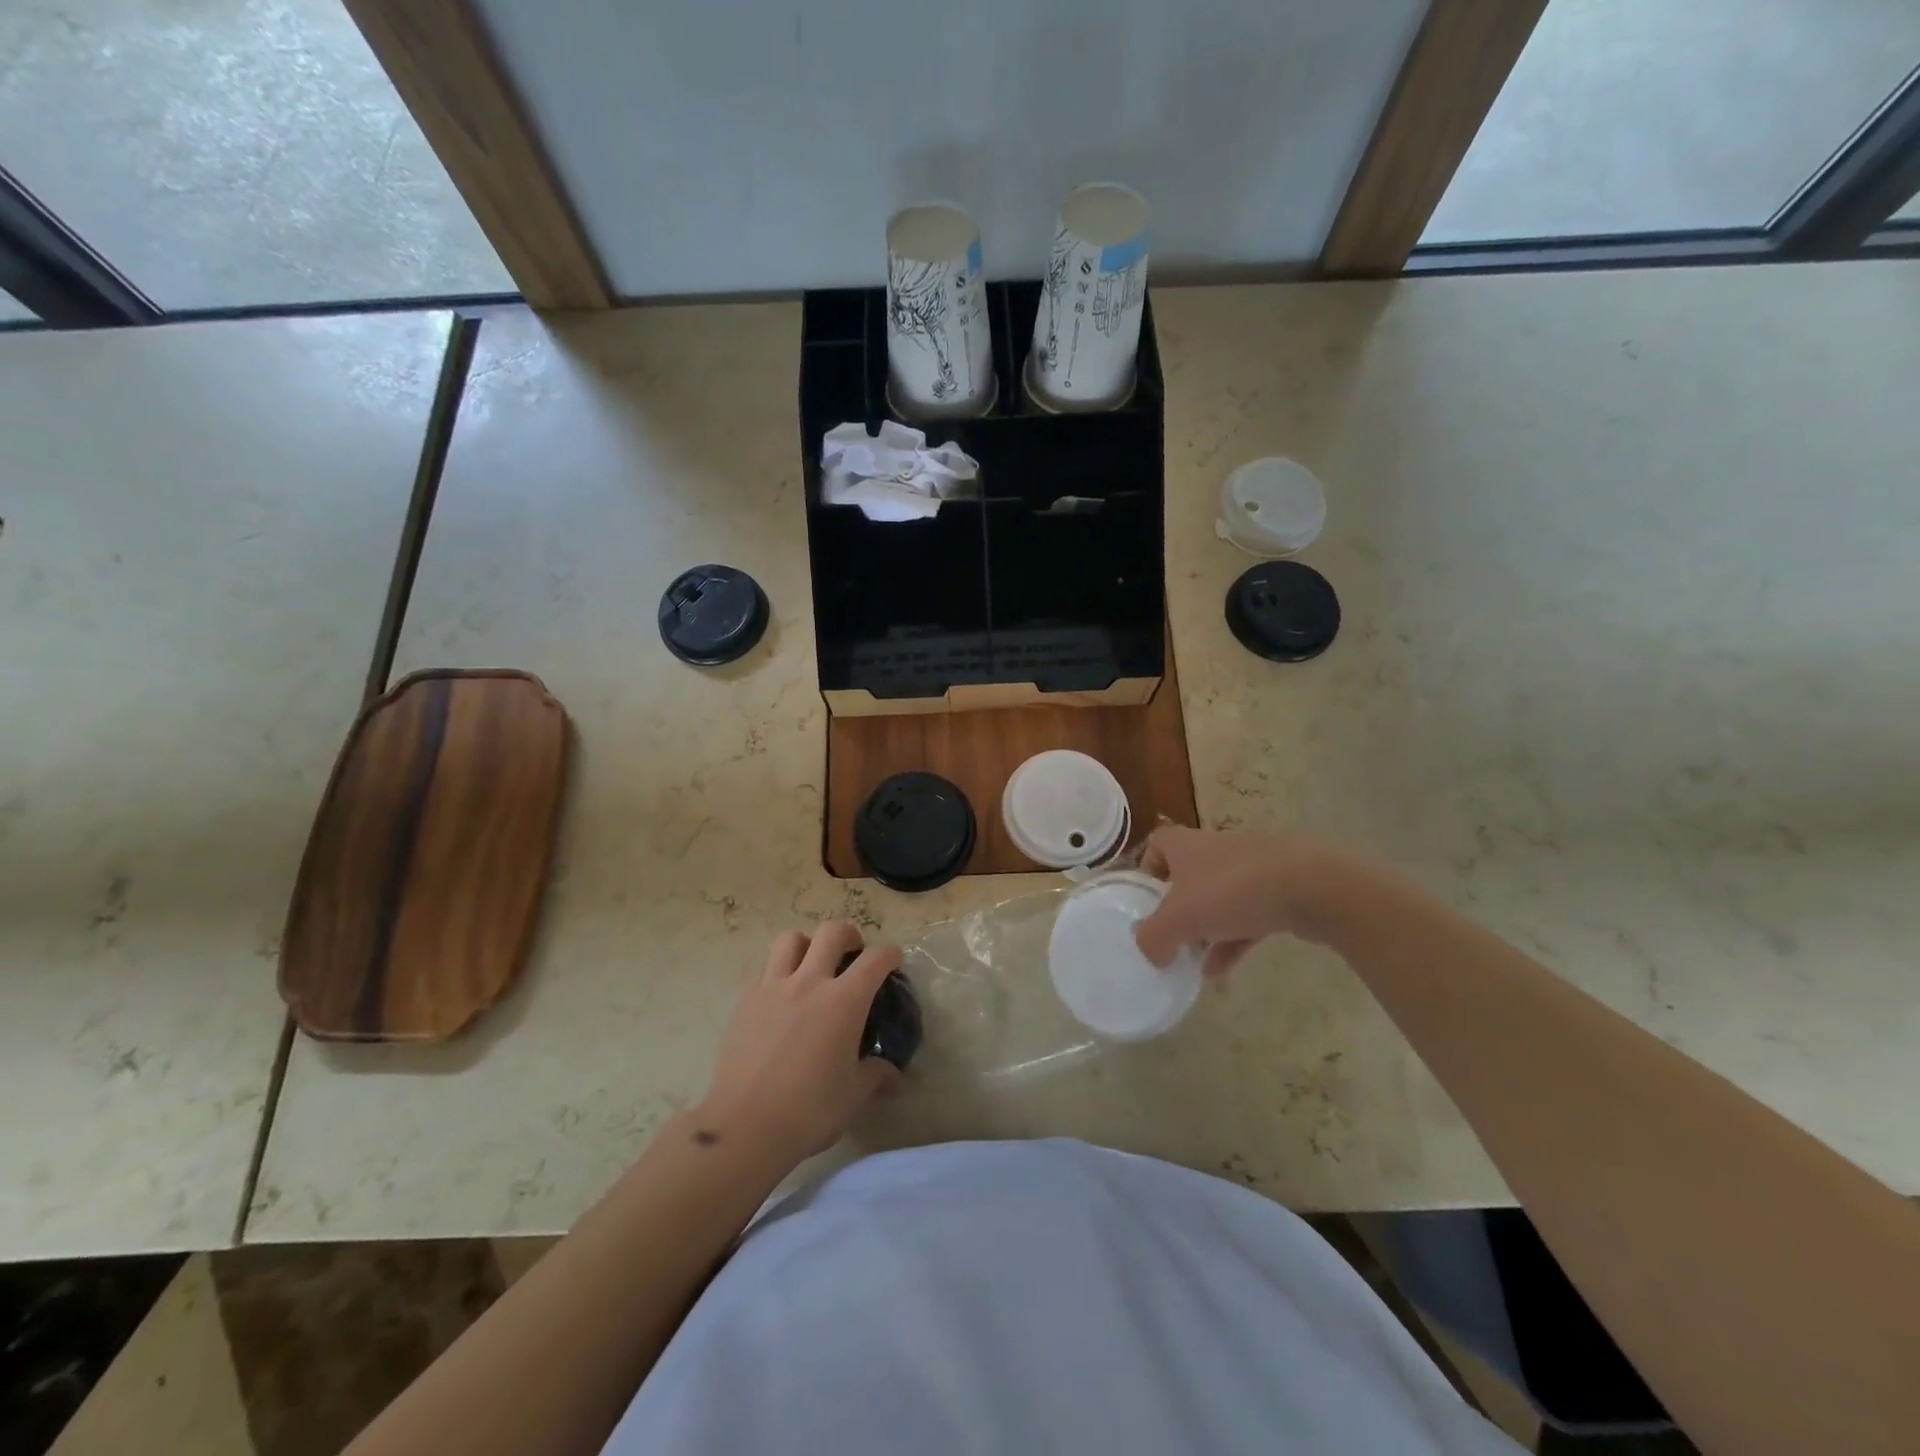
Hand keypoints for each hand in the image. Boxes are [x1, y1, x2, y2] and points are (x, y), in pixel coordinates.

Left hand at [698, 921, 903, 1165]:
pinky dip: (777, 972)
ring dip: (807, 945)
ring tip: (811, 965)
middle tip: (852, 954)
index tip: (893, 962)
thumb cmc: (809, 1111)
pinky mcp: (744, 1000)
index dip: (890, 955)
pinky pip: (763, 969)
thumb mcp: (853, 1095)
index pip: (875, 959)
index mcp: (844, 1001)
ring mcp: (773, 987)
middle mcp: (810, 982)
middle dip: (849, 936)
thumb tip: (894, 1076)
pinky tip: (780, 997)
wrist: (745, 1127)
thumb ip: (876, 1076)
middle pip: (832, 932)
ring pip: (791, 939)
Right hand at [1134, 827, 1347, 974]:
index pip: (1156, 845)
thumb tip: (1149, 952)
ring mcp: (1250, 870)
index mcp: (1186, 846)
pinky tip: (1222, 971)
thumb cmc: (1233, 890)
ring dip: (1204, 930)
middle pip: (1186, 877)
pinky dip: (1232, 941)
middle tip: (1167, 938)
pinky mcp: (1279, 892)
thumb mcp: (1180, 918)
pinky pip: (1246, 917)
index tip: (1142, 900)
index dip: (1146, 870)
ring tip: (1191, 963)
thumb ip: (1154, 937)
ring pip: (1217, 900)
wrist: (1312, 886)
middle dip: (1176, 909)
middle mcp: (1215, 851)